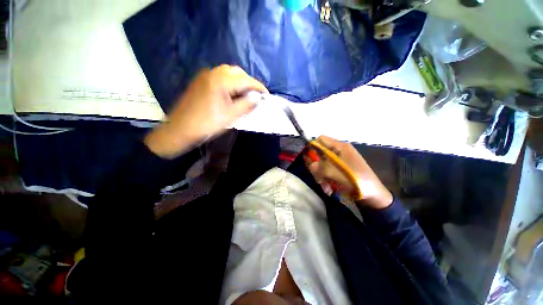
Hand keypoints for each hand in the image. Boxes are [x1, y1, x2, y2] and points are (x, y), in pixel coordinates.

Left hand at [145, 65, 267, 158]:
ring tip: (245, 95)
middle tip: (256, 96)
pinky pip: (220, 77)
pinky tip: (232, 94)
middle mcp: (213, 73)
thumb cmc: (207, 124)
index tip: (267, 95)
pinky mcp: (201, 81)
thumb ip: (246, 105)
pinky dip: (230, 83)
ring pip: (228, 73)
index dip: (258, 87)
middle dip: (249, 83)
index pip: (246, 80)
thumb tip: (258, 98)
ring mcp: (205, 76)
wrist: (180, 129)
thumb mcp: (231, 116)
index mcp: (221, 81)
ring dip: (240, 82)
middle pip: (237, 73)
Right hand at [303, 135, 392, 208]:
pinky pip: (328, 172)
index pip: (321, 139)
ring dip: (322, 177)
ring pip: (323, 165)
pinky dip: (327, 180)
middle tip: (319, 178)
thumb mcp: (334, 173)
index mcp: (340, 147)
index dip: (312, 146)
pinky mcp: (341, 171)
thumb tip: (311, 165)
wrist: (374, 195)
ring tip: (326, 188)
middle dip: (317, 168)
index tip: (307, 157)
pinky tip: (330, 189)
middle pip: (320, 154)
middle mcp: (339, 152)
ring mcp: (340, 162)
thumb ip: (319, 167)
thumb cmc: (356, 180)